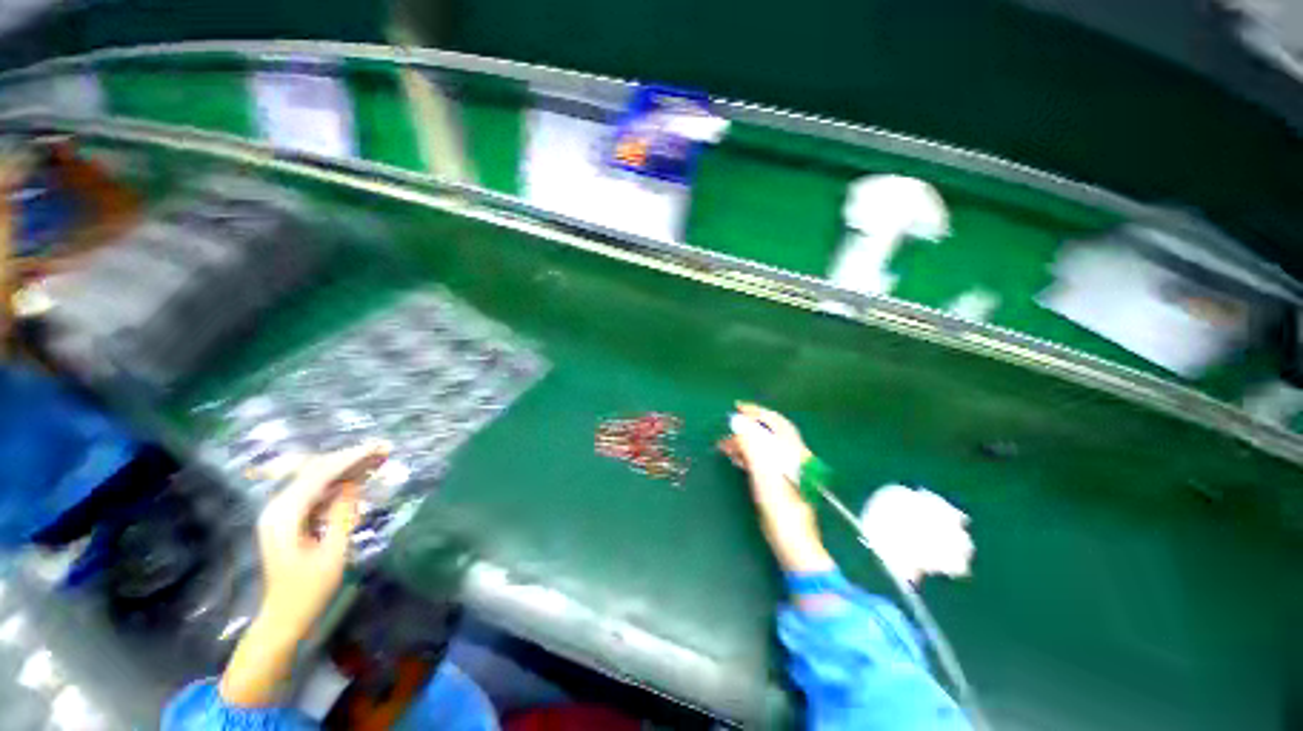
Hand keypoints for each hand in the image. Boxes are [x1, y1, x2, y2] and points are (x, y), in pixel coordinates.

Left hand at [256, 441, 387, 635]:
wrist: (284, 617)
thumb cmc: (308, 590)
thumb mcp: (332, 553)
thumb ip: (341, 515)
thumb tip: (354, 483)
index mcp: (284, 516)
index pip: (319, 475)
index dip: (351, 458)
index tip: (379, 448)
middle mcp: (277, 508)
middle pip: (315, 471)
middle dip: (350, 458)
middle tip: (382, 450)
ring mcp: (281, 513)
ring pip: (316, 479)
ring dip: (346, 468)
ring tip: (376, 460)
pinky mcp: (289, 519)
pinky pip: (315, 491)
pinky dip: (338, 482)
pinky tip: (359, 479)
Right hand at [720, 403, 832, 574]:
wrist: (794, 544)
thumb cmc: (780, 510)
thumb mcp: (763, 476)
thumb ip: (752, 447)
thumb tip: (738, 422)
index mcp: (793, 453)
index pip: (776, 423)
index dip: (757, 412)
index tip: (737, 408)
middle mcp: (794, 457)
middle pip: (771, 433)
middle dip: (749, 427)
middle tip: (727, 428)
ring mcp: (789, 469)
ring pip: (766, 446)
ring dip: (746, 441)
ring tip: (726, 445)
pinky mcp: (782, 481)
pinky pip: (763, 458)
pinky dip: (749, 454)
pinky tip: (737, 458)